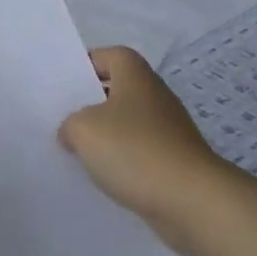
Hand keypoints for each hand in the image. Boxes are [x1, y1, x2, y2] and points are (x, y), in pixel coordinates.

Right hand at [59, 47, 217, 253]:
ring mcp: (169, 130)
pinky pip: (140, 153)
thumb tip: (72, 132)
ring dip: (106, 136)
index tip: (65, 85)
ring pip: (128, 124)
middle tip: (64, 119)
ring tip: (78, 152)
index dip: (87, 65)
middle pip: (118, 90)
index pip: (110, 55)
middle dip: (91, 104)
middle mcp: (155, 96)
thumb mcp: (83, 130)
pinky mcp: (175, 161)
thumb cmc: (134, 150)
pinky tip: (105, 177)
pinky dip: (123, 161)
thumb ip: (69, 124)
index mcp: (136, 76)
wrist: (192, 200)